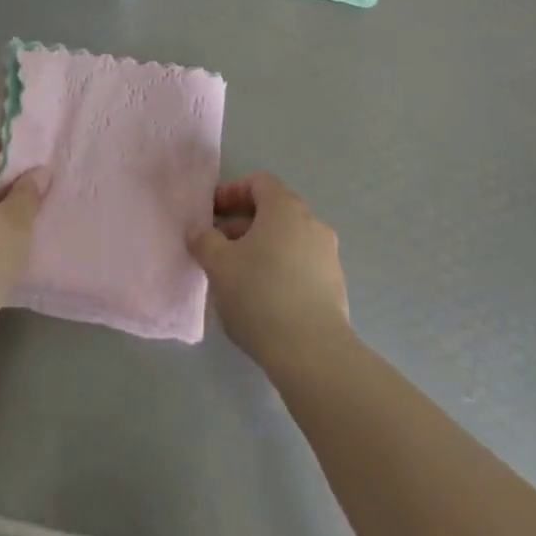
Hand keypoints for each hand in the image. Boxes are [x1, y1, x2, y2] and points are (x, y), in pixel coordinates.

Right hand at [189, 172, 350, 371]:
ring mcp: (327, 255)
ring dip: (261, 251)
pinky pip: (301, 266)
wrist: (313, 353)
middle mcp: (311, 222)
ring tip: (238, 280)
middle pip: (273, 211)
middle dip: (243, 226)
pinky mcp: (335, 286)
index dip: (232, 193)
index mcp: (285, 207)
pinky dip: (281, 272)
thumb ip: (205, 242)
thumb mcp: (219, 266)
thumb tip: (200, 233)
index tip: (212, 215)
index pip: (258, 183)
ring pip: (287, 241)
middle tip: (219, 250)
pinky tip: (264, 302)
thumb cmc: (260, 295)